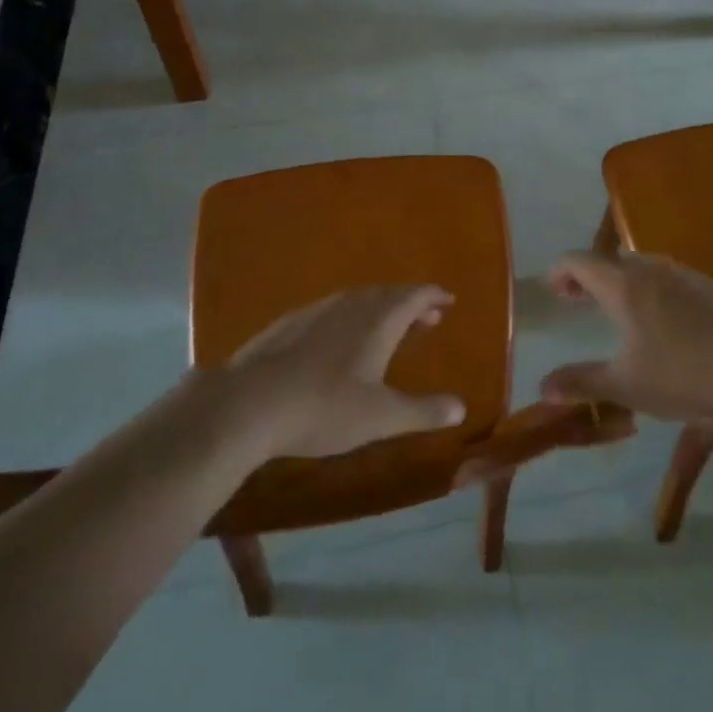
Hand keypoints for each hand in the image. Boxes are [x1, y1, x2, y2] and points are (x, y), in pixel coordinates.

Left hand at [219, 285, 467, 459]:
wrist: (252, 402)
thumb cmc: (325, 408)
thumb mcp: (381, 417)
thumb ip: (423, 411)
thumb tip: (461, 407)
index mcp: (379, 319)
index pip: (415, 296)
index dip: (433, 296)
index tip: (447, 300)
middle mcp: (352, 304)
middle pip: (388, 294)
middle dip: (410, 303)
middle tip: (426, 316)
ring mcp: (318, 310)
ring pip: (359, 299)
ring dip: (380, 307)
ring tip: (387, 325)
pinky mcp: (291, 322)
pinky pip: (332, 309)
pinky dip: (350, 315)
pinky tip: (339, 337)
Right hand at [540, 252, 712, 436]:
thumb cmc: (684, 377)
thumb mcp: (627, 386)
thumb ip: (582, 383)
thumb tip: (543, 387)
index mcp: (623, 285)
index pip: (579, 260)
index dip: (560, 271)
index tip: (553, 291)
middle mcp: (650, 269)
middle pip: (609, 260)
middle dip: (588, 276)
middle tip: (577, 301)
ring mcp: (683, 274)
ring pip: (639, 265)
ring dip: (619, 280)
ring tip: (615, 309)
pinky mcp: (708, 286)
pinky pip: (665, 276)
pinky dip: (647, 287)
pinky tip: (660, 319)